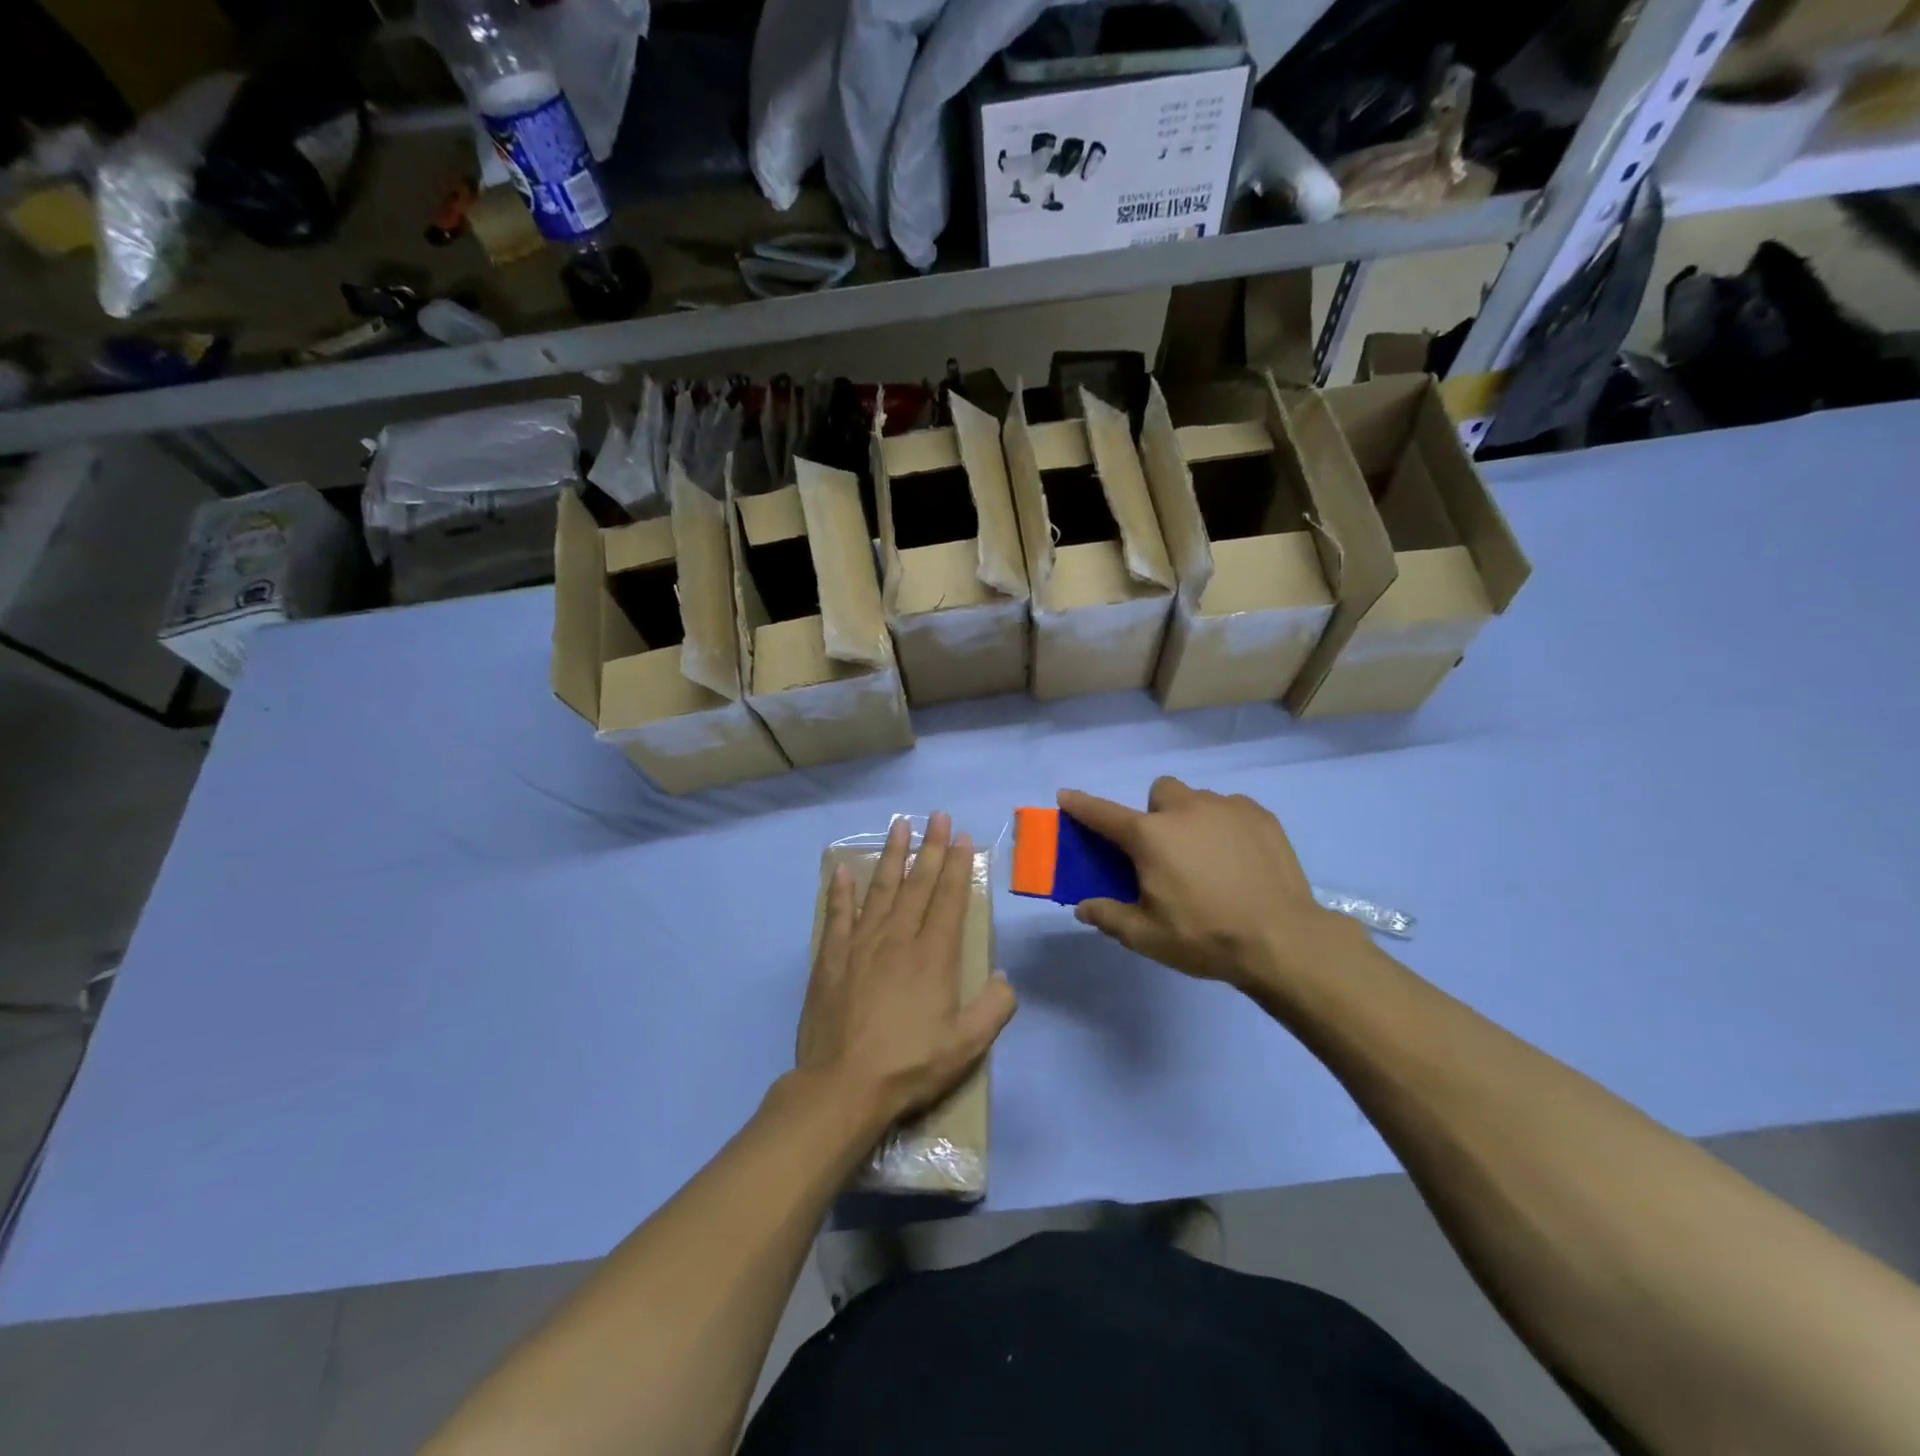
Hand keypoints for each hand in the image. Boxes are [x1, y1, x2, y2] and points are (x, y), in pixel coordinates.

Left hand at [795, 812, 1016, 1125]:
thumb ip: (994, 1008)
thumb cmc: (910, 1065)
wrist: (843, 1086)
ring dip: (891, 855)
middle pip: (918, 884)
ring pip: (880, 889)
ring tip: (899, 825)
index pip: (950, 899)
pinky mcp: (831, 958)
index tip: (962, 837)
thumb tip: (1004, 976)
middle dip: (931, 847)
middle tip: (937, 815)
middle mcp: (898, 938)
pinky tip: (843, 870)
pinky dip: (841, 891)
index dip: (958, 866)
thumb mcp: (967, 1045)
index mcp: (934, 955)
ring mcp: (861, 944)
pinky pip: (837, 915)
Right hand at [1059, 778, 1357, 994]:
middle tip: (1166, 851)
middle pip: (1159, 793)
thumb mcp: (1147, 936)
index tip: (1066, 796)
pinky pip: (1231, 808)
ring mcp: (1227, 807)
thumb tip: (1084, 907)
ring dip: (1192, 819)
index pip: (1103, 814)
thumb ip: (1109, 917)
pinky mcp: (1261, 815)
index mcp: (1150, 836)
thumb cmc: (1205, 937)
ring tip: (1208, 858)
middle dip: (1156, 813)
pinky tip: (1239, 859)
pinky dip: (1226, 825)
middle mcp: (1185, 810)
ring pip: (1198, 799)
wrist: (1283, 940)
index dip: (1081, 805)